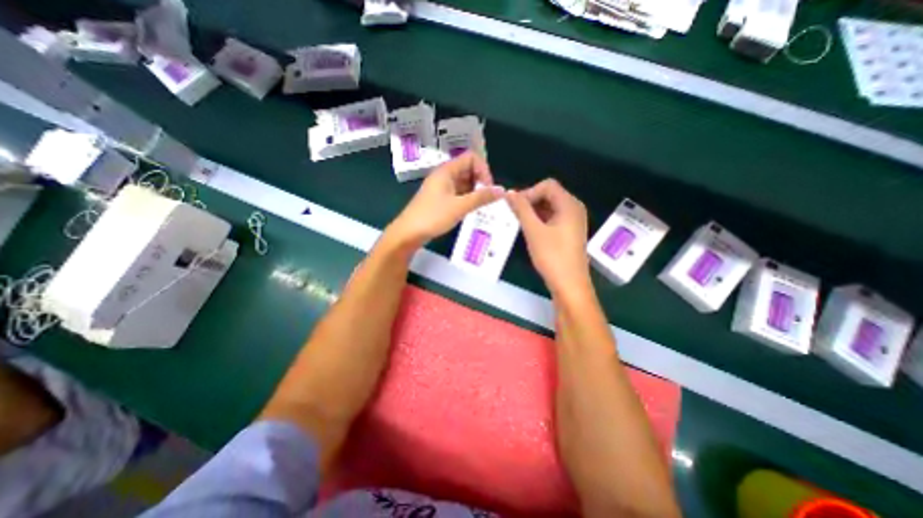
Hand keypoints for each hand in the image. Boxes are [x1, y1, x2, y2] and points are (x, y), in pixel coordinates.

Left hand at [384, 152, 503, 248]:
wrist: (409, 233)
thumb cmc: (433, 216)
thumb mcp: (460, 207)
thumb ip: (481, 198)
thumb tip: (501, 190)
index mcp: (447, 171)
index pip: (471, 158)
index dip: (483, 170)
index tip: (489, 188)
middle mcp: (444, 176)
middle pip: (468, 169)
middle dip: (481, 181)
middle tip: (488, 199)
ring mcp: (441, 188)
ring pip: (464, 183)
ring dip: (475, 192)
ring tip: (483, 206)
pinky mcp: (440, 199)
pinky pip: (458, 193)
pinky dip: (467, 199)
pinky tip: (472, 210)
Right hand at [504, 180, 591, 296]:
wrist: (569, 285)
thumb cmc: (552, 256)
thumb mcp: (533, 231)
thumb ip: (521, 209)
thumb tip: (509, 193)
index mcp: (570, 204)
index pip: (547, 185)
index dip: (529, 192)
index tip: (514, 207)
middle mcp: (574, 209)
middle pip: (549, 194)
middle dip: (530, 201)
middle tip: (514, 215)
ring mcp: (573, 221)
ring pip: (550, 207)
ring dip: (533, 211)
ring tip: (519, 223)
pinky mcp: (569, 232)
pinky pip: (553, 218)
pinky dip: (540, 220)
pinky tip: (529, 230)